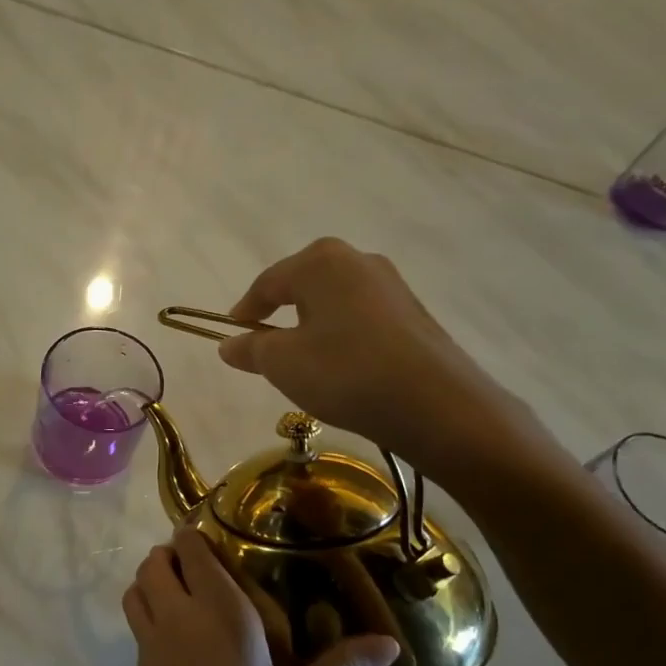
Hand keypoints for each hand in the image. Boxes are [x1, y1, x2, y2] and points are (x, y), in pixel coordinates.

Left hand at [108, 525, 399, 665]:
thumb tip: (391, 643)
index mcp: (219, 613)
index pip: (192, 548)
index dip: (199, 534)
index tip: (224, 536)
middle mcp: (177, 616)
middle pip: (156, 561)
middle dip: (174, 553)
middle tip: (209, 566)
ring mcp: (150, 643)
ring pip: (138, 587)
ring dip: (155, 579)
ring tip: (188, 593)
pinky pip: (137, 618)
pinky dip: (148, 608)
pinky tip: (181, 637)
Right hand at [217, 237, 564, 489]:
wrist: (435, 404)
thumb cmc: (344, 372)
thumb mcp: (281, 363)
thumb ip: (250, 349)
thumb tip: (229, 344)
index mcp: (320, 261)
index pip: (267, 282)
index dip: (245, 311)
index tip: (232, 336)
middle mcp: (358, 260)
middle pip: (303, 285)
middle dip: (281, 315)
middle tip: (267, 350)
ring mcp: (391, 285)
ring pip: (335, 302)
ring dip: (314, 327)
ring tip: (306, 364)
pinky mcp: (413, 314)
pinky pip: (362, 318)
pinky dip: (343, 338)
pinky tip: (344, 369)